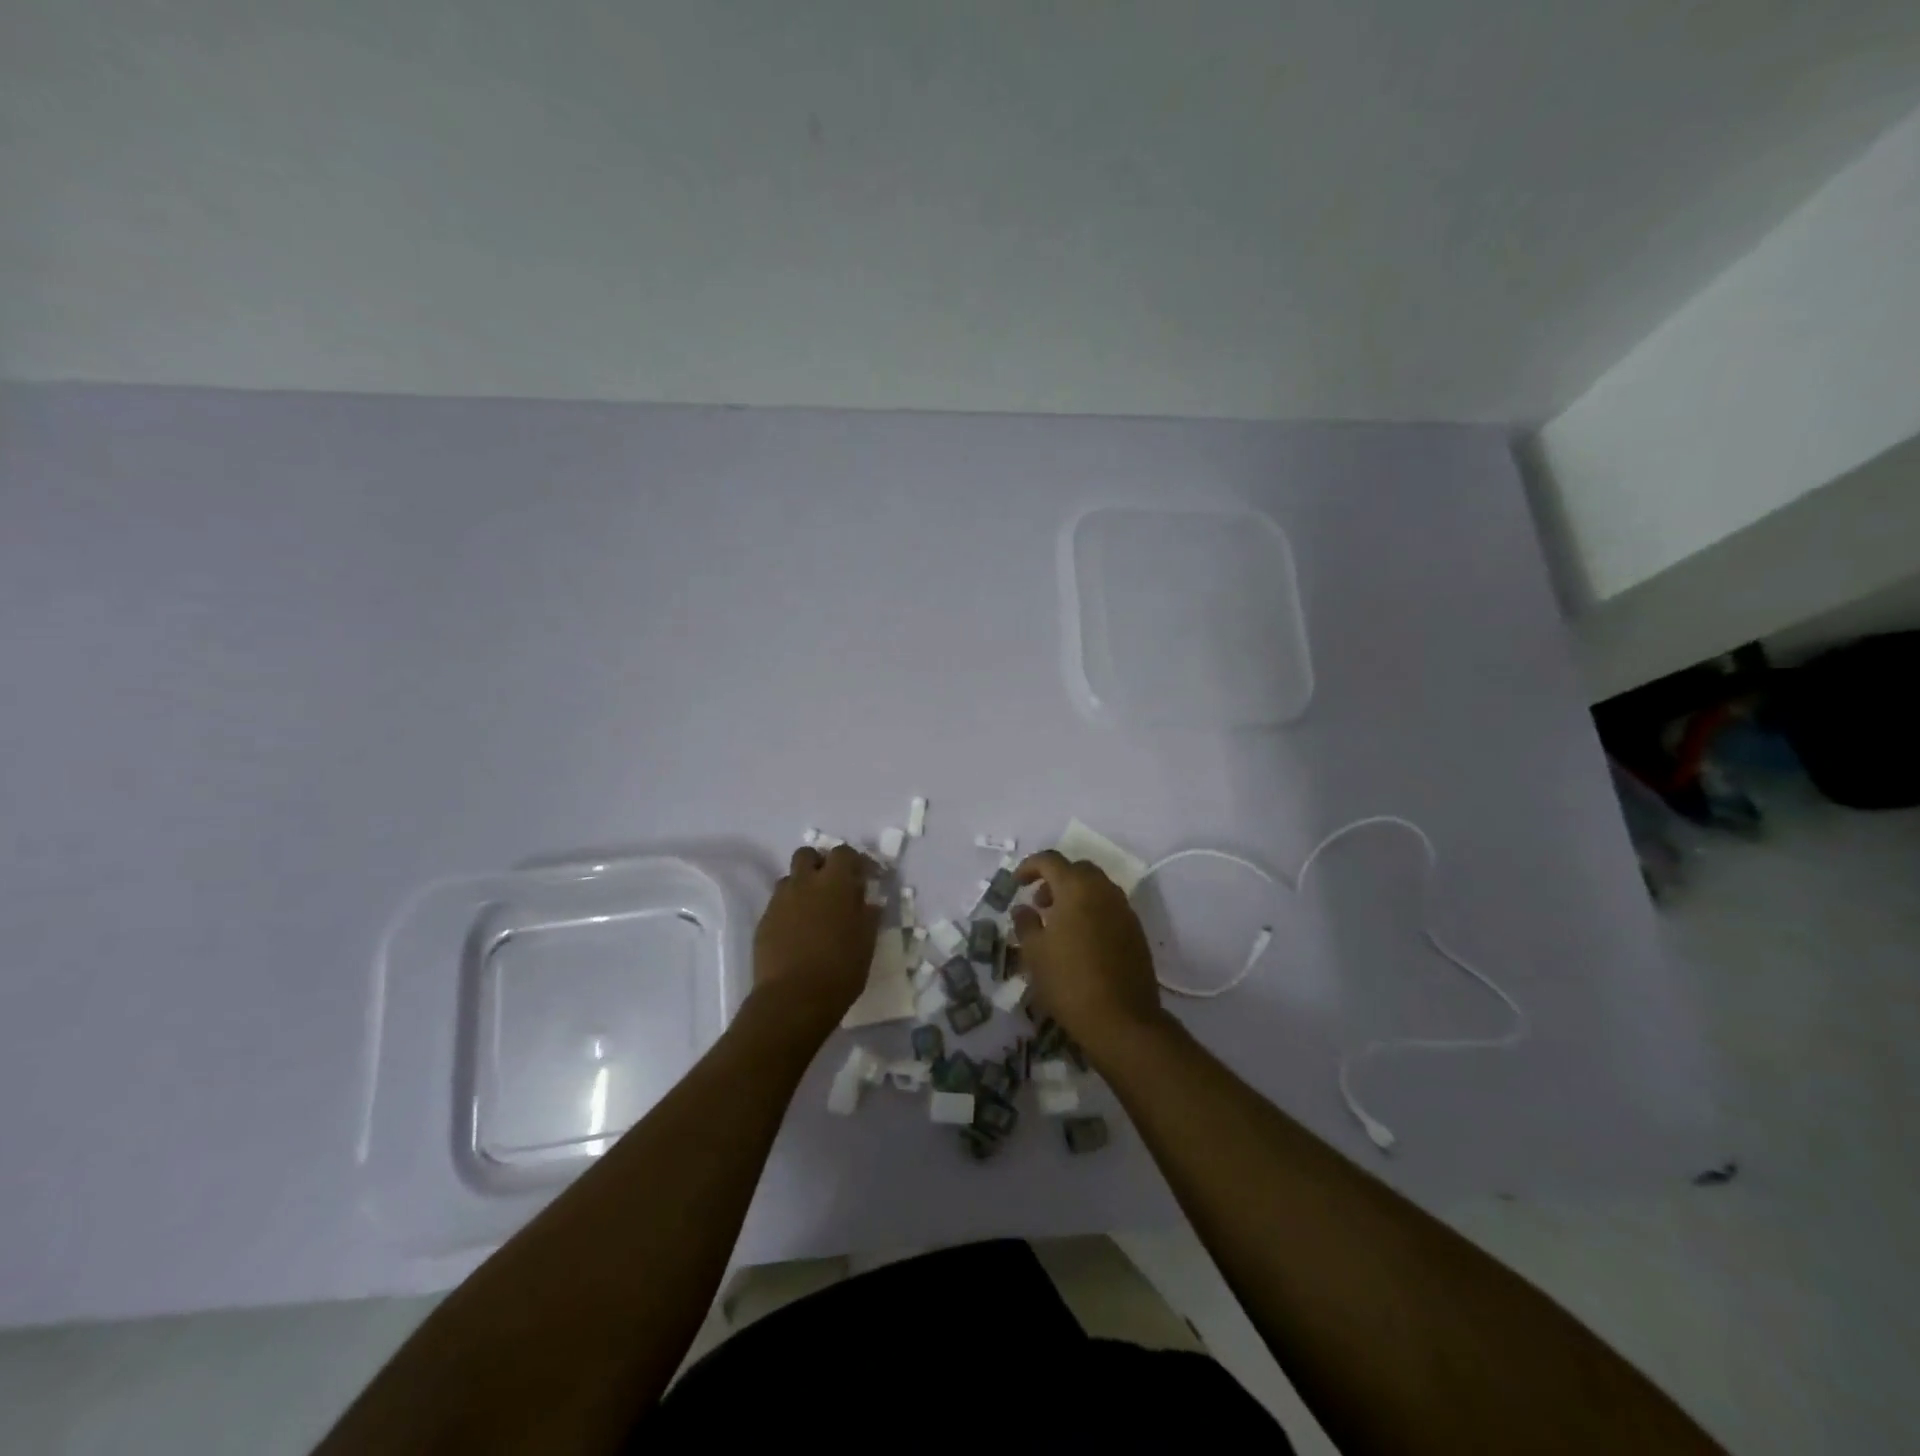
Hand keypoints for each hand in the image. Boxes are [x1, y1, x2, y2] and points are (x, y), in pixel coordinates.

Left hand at [749, 844, 879, 1042]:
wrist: (793, 999)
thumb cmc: (840, 969)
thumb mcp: (866, 943)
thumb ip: (867, 915)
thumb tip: (869, 902)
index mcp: (835, 883)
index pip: (844, 853)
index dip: (855, 860)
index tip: (865, 876)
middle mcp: (804, 883)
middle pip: (808, 855)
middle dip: (820, 863)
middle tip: (833, 885)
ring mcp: (780, 901)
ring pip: (790, 878)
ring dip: (803, 885)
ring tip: (814, 909)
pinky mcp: (763, 921)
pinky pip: (778, 904)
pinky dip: (789, 909)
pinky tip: (798, 932)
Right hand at [1012, 851, 1166, 1059]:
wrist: (1122, 1019)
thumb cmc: (1069, 981)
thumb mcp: (1034, 953)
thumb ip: (1026, 923)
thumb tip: (1023, 909)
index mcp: (1076, 888)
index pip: (1050, 860)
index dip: (1029, 866)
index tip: (1016, 883)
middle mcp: (1104, 890)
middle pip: (1077, 870)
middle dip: (1055, 879)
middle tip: (1039, 903)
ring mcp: (1124, 910)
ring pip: (1097, 888)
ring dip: (1075, 895)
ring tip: (1058, 923)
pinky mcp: (1136, 931)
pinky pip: (1110, 907)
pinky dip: (1092, 911)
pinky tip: (1080, 940)